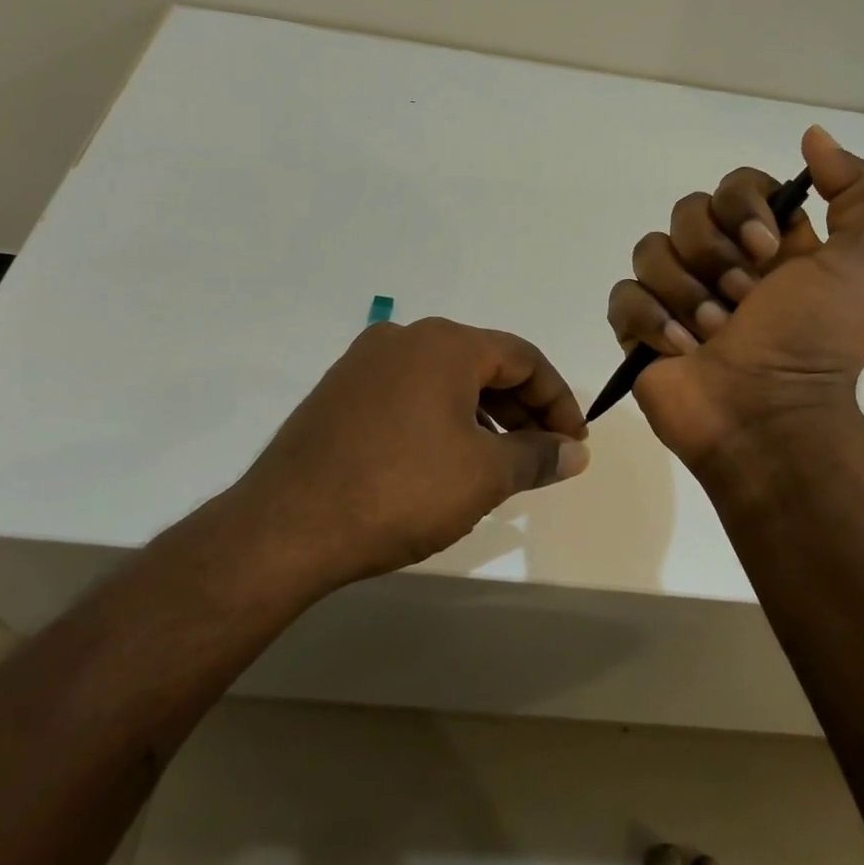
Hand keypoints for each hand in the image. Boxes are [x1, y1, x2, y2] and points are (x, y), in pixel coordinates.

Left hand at [232, 318, 589, 589]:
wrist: (288, 526)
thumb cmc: (401, 489)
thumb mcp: (484, 475)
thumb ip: (538, 456)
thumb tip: (575, 452)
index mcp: (444, 343)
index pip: (523, 358)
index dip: (558, 400)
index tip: (573, 442)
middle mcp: (403, 338)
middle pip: (483, 364)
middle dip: (522, 409)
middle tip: (543, 454)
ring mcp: (363, 363)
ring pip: (443, 380)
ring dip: (482, 415)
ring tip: (498, 462)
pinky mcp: (337, 393)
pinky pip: (407, 395)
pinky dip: (440, 419)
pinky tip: (444, 460)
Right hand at [606, 125, 863, 462]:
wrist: (772, 419)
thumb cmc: (818, 341)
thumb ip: (861, 190)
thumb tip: (812, 137)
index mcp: (769, 242)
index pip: (737, 184)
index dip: (744, 205)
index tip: (767, 248)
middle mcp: (721, 261)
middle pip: (687, 212)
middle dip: (714, 256)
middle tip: (743, 301)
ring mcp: (676, 295)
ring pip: (650, 251)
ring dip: (685, 293)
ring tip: (714, 334)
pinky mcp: (641, 330)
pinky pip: (623, 296)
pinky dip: (650, 319)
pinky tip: (680, 349)